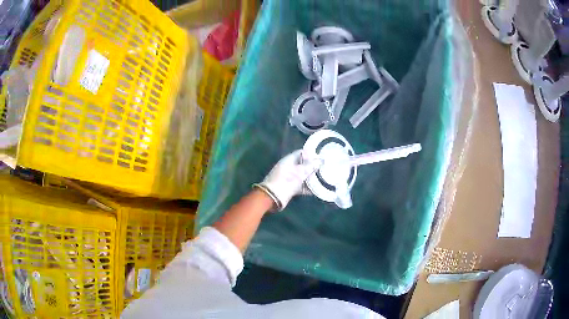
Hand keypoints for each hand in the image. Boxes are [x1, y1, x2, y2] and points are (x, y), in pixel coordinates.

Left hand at [255, 150, 320, 210]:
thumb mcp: (300, 172)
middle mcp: (289, 168)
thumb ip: (311, 166)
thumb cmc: (286, 181)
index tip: (321, 157)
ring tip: (324, 178)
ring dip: (312, 178)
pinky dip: (309, 188)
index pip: (301, 153)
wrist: (273, 198)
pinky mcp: (290, 188)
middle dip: (313, 167)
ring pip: (303, 176)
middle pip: (303, 165)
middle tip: (325, 168)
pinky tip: (318, 190)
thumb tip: (321, 160)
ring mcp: (289, 178)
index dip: (311, 154)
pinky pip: (302, 186)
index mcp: (289, 160)